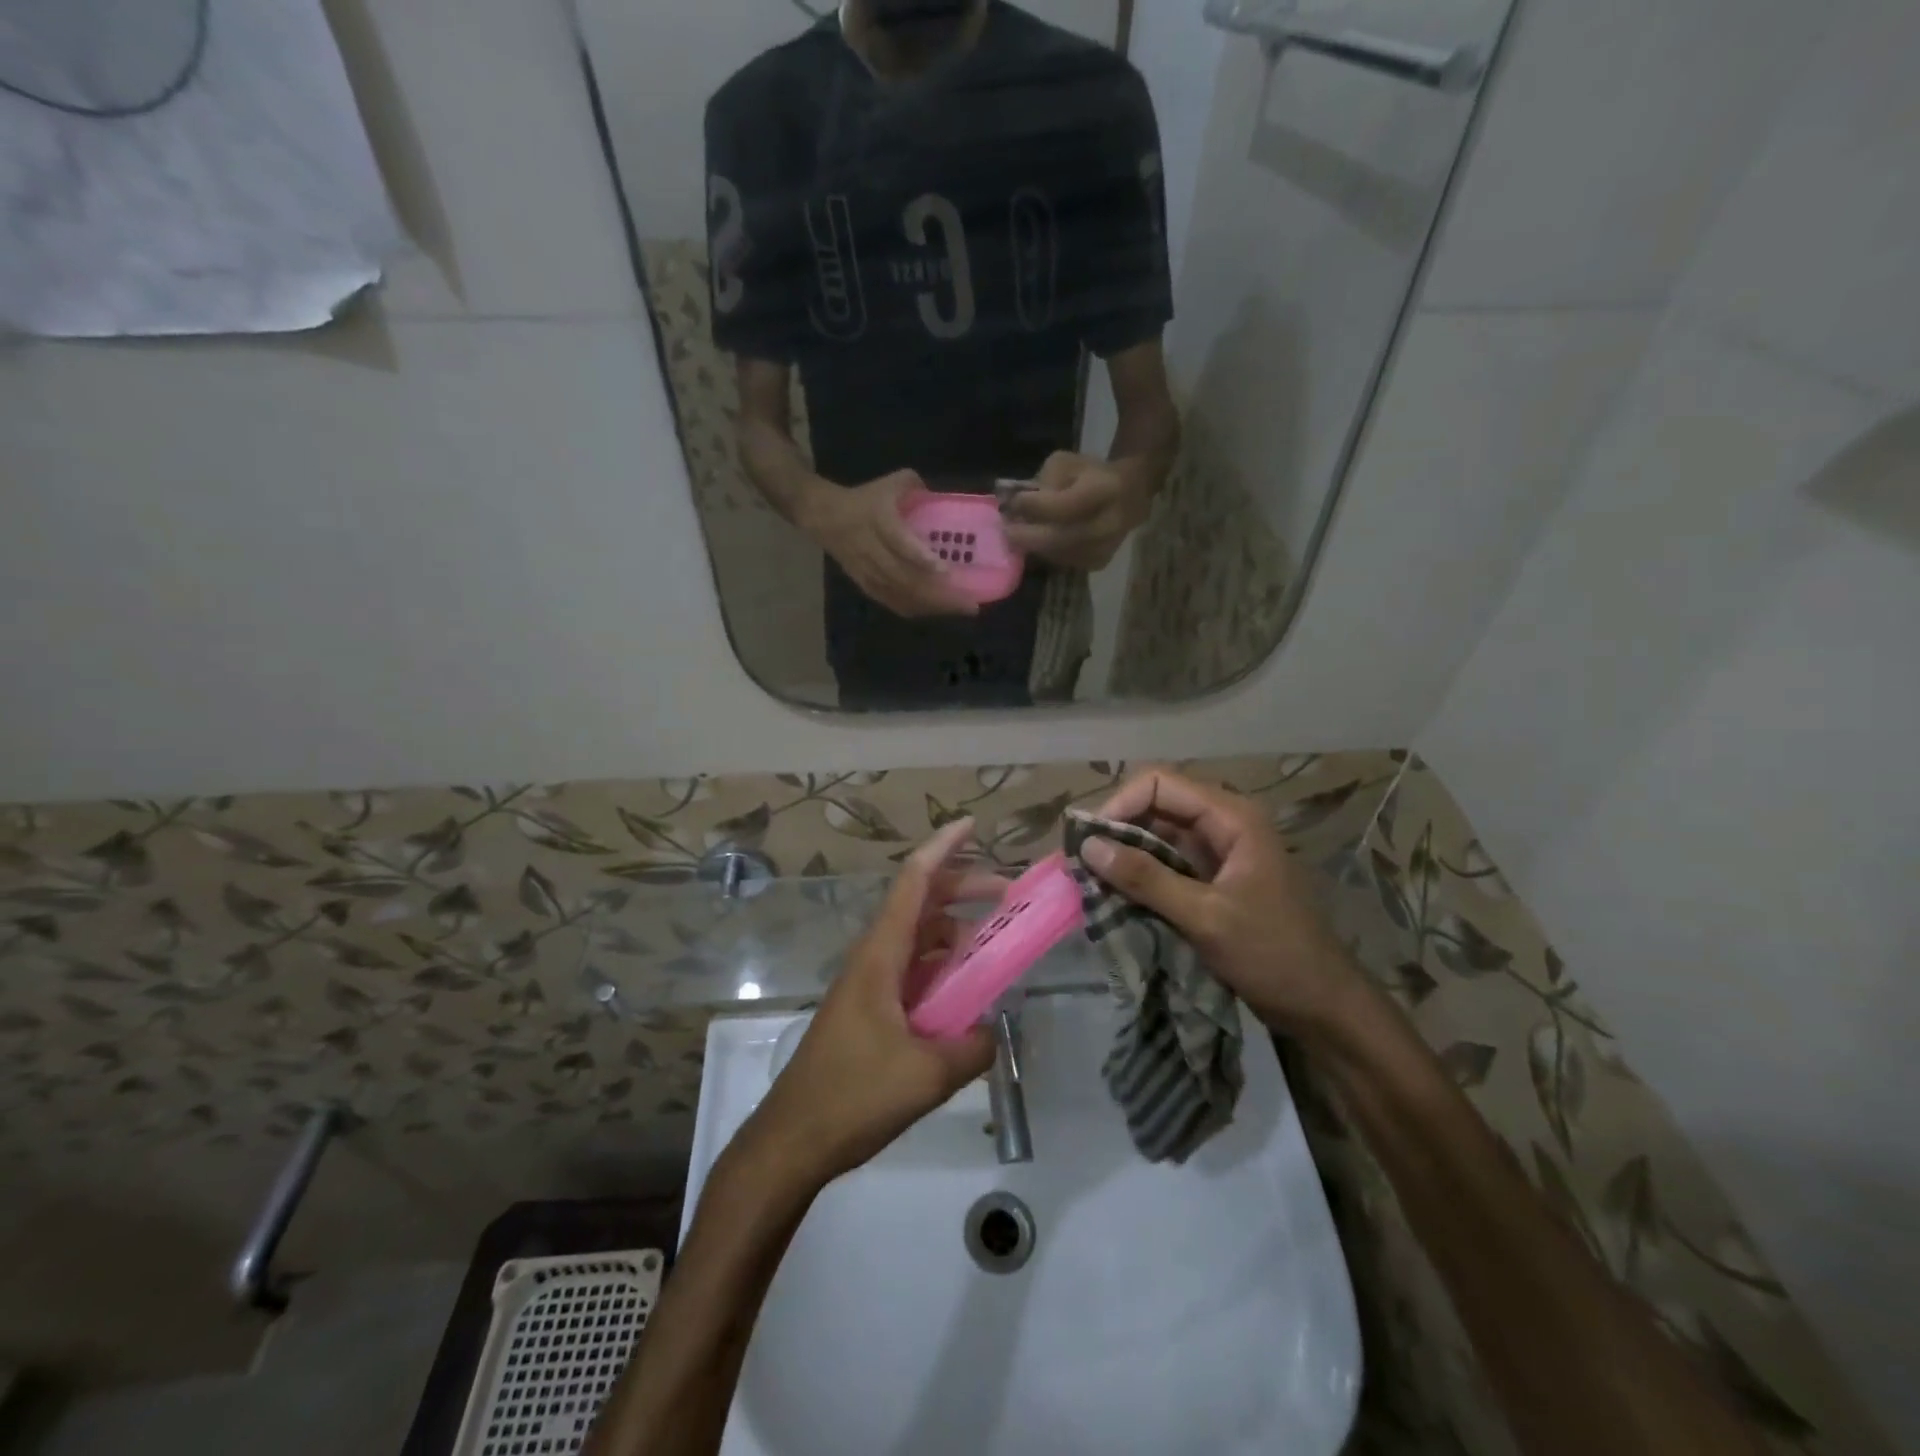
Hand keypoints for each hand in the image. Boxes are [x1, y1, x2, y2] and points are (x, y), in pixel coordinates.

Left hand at [744, 819, 998, 1187]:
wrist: (793, 1139)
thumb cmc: (853, 1096)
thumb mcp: (926, 1074)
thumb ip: (972, 1046)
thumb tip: (993, 1030)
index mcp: (881, 955)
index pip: (914, 882)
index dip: (943, 847)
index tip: (972, 823)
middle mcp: (875, 958)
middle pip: (922, 904)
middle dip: (964, 889)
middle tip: (1008, 893)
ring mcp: (871, 983)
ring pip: (920, 939)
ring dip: (957, 933)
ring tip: (997, 948)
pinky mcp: (872, 1010)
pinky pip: (916, 972)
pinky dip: (945, 969)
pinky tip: (969, 993)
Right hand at [800, 470, 979, 618]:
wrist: (823, 517)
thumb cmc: (863, 499)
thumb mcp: (890, 483)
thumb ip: (916, 486)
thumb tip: (942, 498)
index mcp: (879, 521)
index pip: (900, 543)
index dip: (921, 558)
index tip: (946, 571)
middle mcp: (873, 551)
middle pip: (906, 579)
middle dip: (939, 595)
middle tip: (969, 603)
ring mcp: (869, 572)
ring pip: (901, 595)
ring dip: (931, 606)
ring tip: (960, 609)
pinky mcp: (866, 585)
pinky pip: (893, 602)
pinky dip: (916, 609)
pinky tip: (935, 611)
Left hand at [1002, 451, 1151, 570]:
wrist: (1130, 495)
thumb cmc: (1091, 474)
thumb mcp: (1067, 463)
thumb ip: (1043, 481)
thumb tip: (1015, 505)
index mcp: (1106, 489)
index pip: (1065, 505)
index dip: (1036, 507)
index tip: (1012, 503)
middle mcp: (1109, 523)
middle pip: (1061, 538)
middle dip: (1028, 535)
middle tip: (1005, 531)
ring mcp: (1105, 547)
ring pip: (1059, 554)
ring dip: (1034, 546)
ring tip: (1016, 536)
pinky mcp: (1098, 563)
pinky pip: (1064, 562)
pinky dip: (1046, 554)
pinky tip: (1036, 542)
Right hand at [1079, 769, 1363, 1036]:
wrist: (1322, 1006)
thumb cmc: (1272, 955)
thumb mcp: (1205, 916)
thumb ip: (1146, 878)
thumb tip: (1087, 847)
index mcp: (1231, 817)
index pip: (1159, 784)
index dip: (1120, 805)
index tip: (1089, 842)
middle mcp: (1223, 824)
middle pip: (1155, 806)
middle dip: (1116, 830)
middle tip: (1080, 863)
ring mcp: (1217, 853)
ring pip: (1156, 836)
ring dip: (1124, 855)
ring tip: (1090, 880)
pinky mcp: (1211, 880)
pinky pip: (1165, 864)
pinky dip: (1139, 876)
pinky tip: (1114, 895)